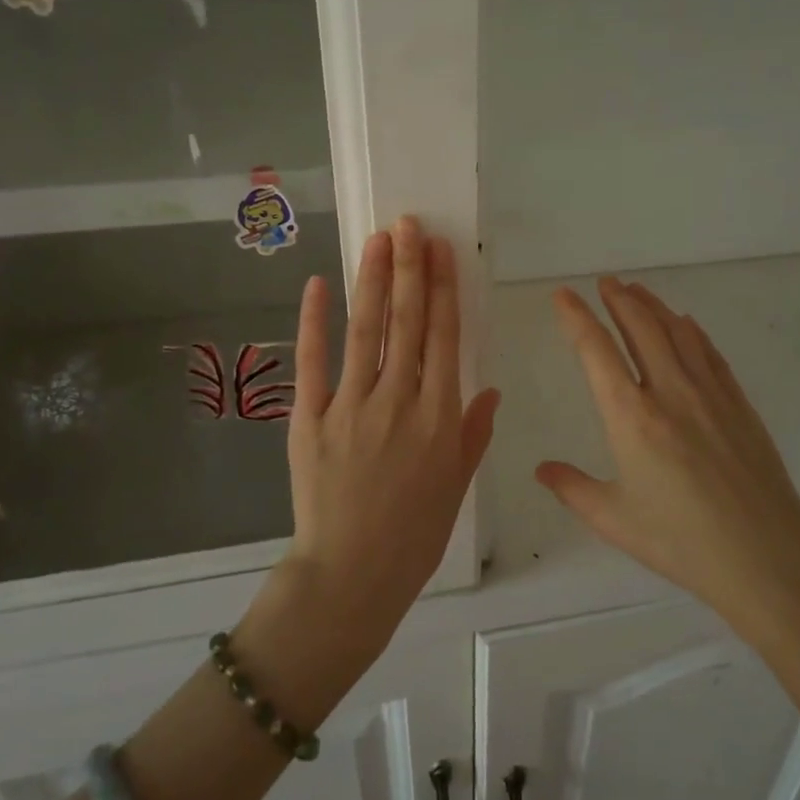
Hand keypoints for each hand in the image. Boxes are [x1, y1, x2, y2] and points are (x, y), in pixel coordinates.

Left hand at [279, 216, 499, 652]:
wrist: (351, 576)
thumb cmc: (414, 536)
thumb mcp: (457, 486)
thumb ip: (473, 434)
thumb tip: (490, 389)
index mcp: (439, 417)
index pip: (444, 337)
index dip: (443, 288)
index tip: (440, 250)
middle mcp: (399, 401)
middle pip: (408, 322)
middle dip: (410, 268)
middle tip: (409, 224)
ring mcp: (351, 407)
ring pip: (366, 331)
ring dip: (374, 281)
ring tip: (379, 239)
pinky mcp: (310, 419)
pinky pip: (313, 362)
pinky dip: (315, 321)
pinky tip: (320, 284)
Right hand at [536, 278, 799, 642]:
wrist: (767, 557)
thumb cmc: (682, 542)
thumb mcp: (615, 520)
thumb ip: (573, 489)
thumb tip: (542, 470)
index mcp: (631, 418)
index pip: (595, 351)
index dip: (576, 317)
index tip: (563, 295)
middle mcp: (669, 392)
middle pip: (640, 328)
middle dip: (618, 300)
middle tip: (604, 282)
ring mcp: (710, 394)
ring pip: (677, 333)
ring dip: (653, 306)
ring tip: (636, 291)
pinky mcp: (739, 404)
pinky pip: (710, 353)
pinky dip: (692, 331)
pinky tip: (686, 324)